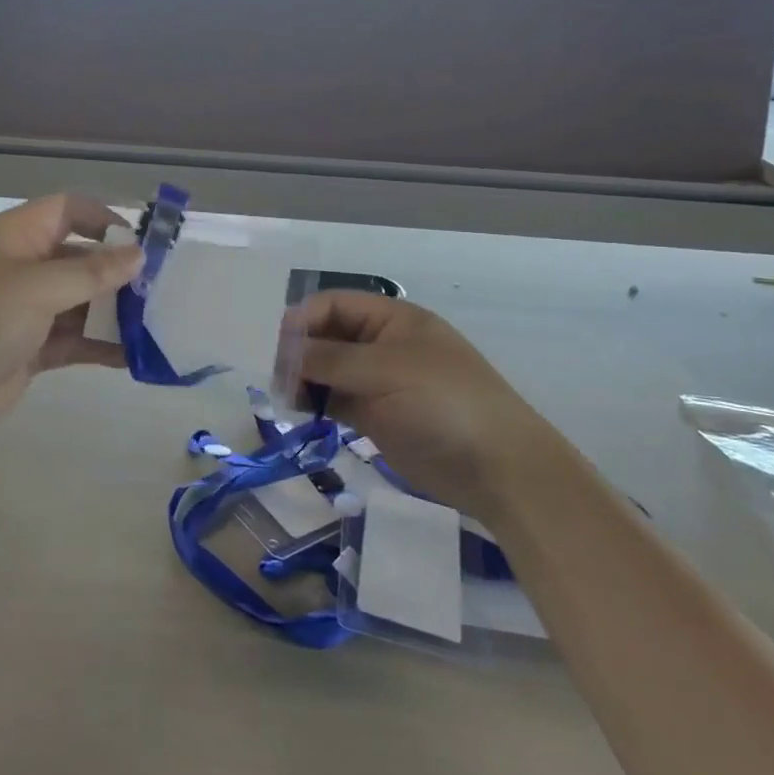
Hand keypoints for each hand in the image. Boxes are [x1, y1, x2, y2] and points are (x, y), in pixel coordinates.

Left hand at [0, 195, 140, 444]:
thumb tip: (138, 256)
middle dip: (117, 272)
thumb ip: (90, 273)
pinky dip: (100, 344)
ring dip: (114, 312)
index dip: (104, 219)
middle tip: (161, 289)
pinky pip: (73, 339)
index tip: (142, 244)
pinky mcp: (29, 348)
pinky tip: (134, 355)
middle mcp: (20, 268)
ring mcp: (24, 310)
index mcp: (13, 237)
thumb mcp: (35, 289)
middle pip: (78, 258)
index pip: (66, 210)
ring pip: (80, 302)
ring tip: (157, 323)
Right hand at [297, 292, 565, 519]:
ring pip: (328, 369)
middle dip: (299, 350)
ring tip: (283, 396)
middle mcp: (382, 345)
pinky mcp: (376, 416)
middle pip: (328, 336)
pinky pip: (336, 399)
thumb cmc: (444, 404)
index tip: (276, 346)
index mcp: (392, 320)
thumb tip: (285, 351)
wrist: (498, 469)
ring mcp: (379, 381)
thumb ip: (331, 359)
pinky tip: (298, 410)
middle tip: (275, 376)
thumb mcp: (386, 371)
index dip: (304, 320)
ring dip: (303, 377)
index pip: (335, 305)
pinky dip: (315, 401)